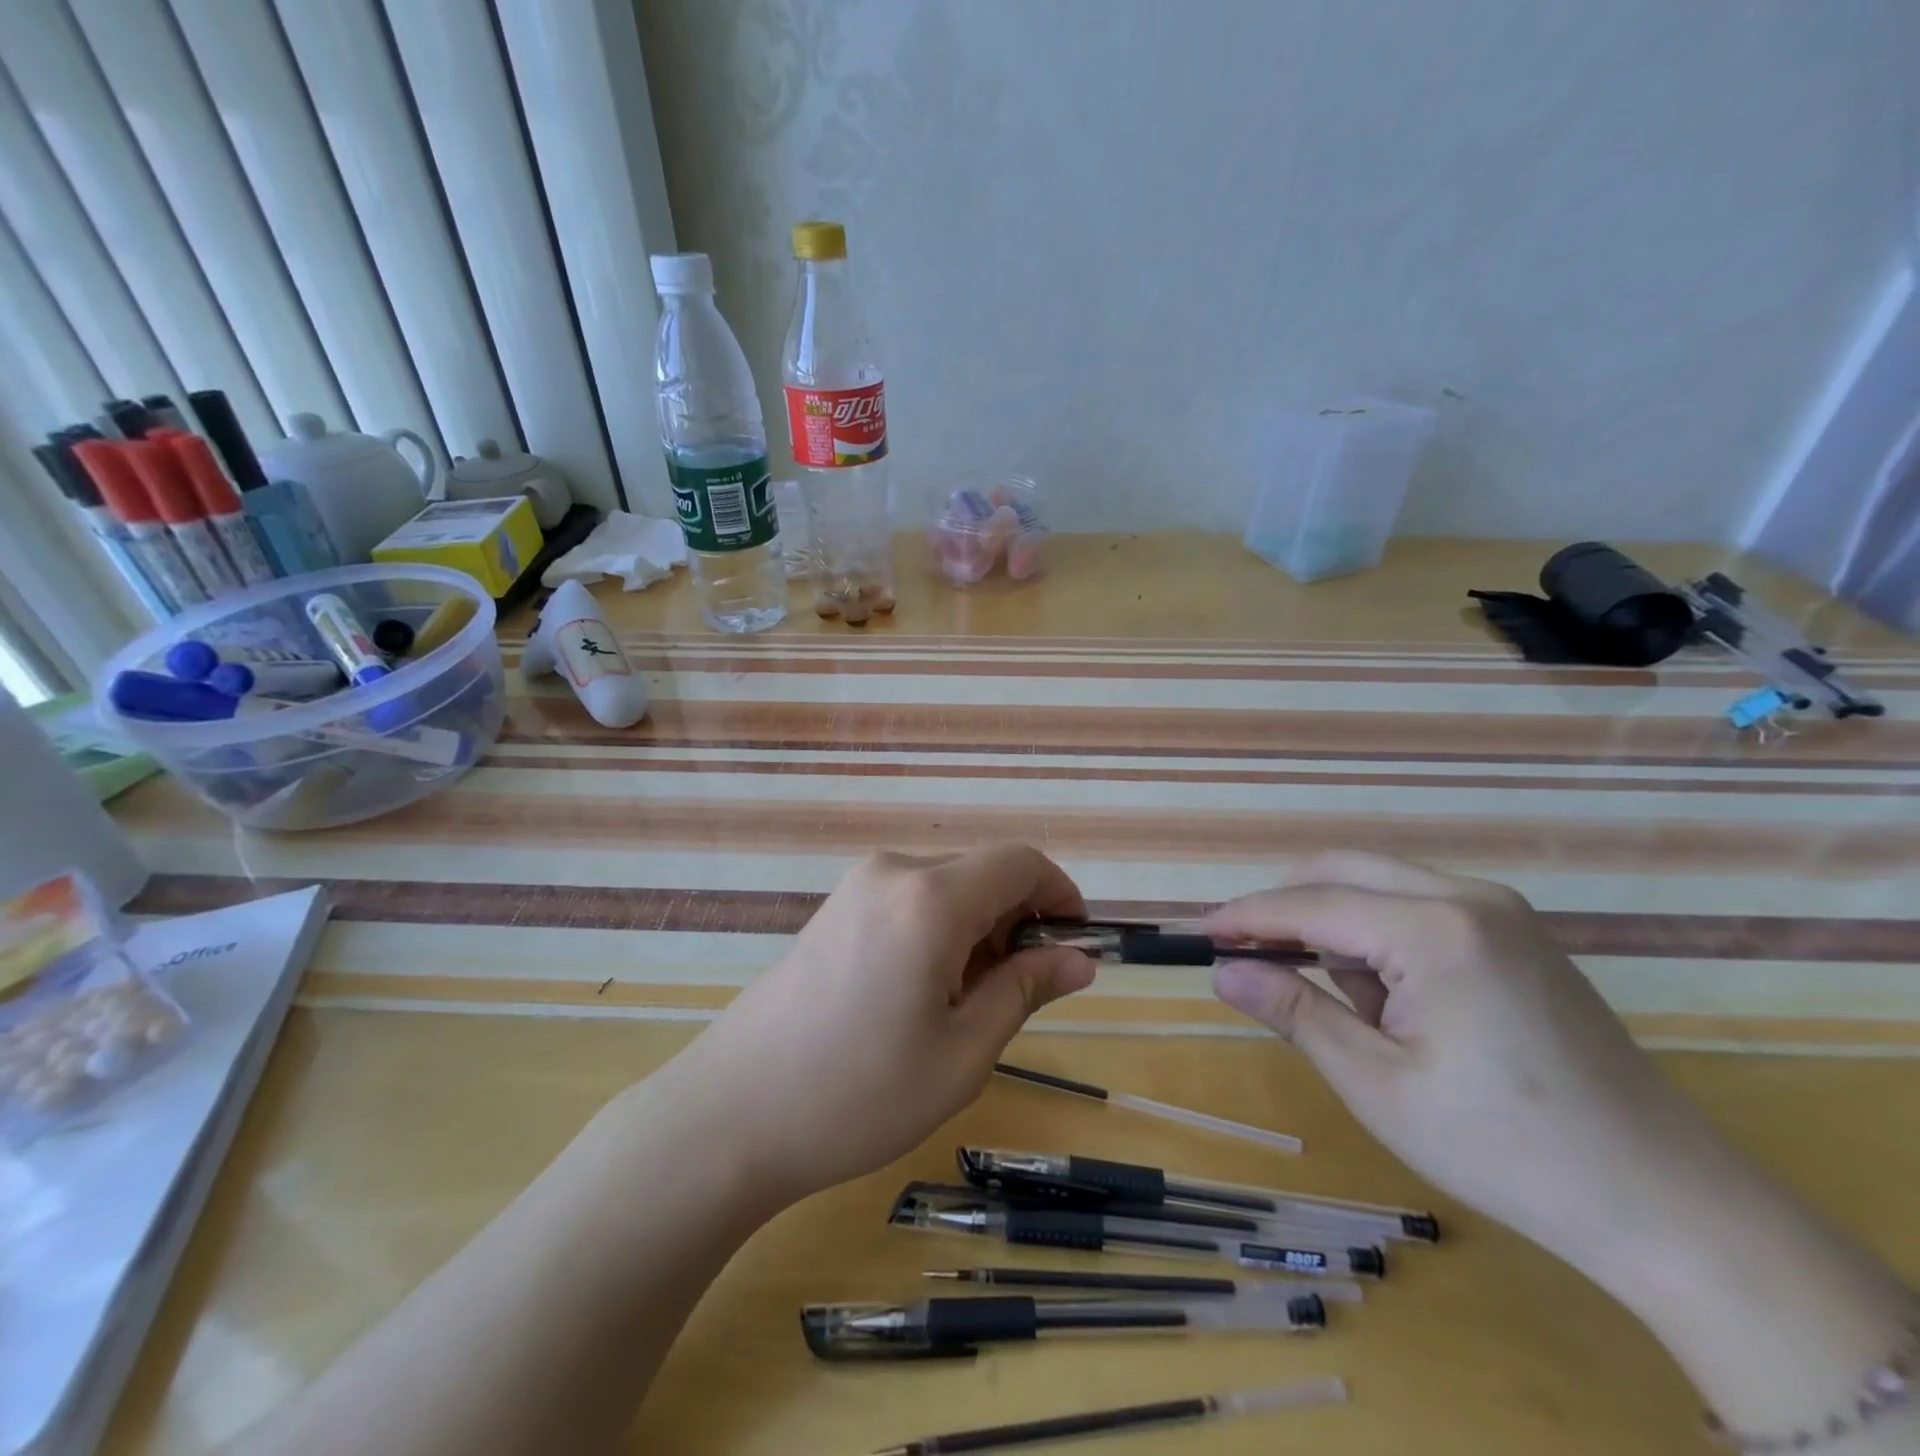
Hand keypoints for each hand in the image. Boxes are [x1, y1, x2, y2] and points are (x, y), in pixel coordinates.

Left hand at [668, 845, 1093, 1203]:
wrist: (732, 1113)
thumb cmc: (859, 1094)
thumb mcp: (962, 1053)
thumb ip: (1025, 990)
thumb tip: (1079, 960)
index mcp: (930, 898)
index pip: (1019, 863)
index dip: (1060, 895)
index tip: (1075, 946)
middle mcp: (893, 873)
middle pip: (983, 872)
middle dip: (1018, 920)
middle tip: (1018, 995)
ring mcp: (857, 886)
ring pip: (947, 887)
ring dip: (978, 929)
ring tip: (964, 1004)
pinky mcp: (835, 907)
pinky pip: (910, 899)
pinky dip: (939, 929)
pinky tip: (921, 991)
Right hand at [1205, 852, 1743, 1283]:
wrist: (1666, 1202)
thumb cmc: (1504, 1148)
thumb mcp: (1377, 1083)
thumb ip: (1294, 1011)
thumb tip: (1221, 971)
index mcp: (1434, 930)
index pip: (1311, 904)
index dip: (1246, 916)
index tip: (1197, 932)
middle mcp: (1468, 897)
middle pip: (1342, 870)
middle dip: (1287, 909)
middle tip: (1245, 954)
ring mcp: (1500, 910)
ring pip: (1378, 885)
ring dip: (1337, 927)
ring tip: (1349, 1009)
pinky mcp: (1516, 933)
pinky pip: (1417, 906)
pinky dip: (1379, 937)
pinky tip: (1393, 1000)